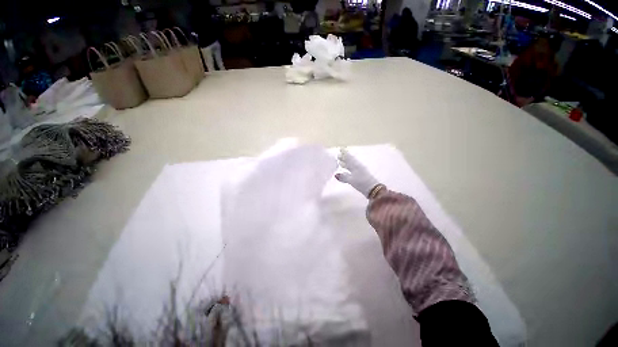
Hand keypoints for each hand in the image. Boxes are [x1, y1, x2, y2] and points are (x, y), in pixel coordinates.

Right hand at [335, 148, 379, 197]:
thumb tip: (336, 174)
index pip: (348, 158)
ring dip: (346, 163)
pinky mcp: (360, 176)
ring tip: (340, 162)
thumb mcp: (351, 180)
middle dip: (344, 158)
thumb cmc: (362, 183)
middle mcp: (357, 166)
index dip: (344, 154)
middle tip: (338, 155)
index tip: (340, 149)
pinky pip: (352, 169)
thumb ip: (343, 177)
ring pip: (351, 165)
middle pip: (349, 161)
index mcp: (355, 165)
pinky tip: (346, 170)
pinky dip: (348, 168)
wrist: (373, 189)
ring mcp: (359, 171)